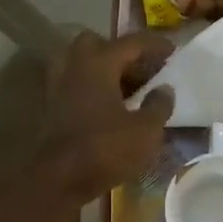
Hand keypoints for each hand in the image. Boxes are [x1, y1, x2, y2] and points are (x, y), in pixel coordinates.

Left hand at [41, 30, 175, 200]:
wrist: (58, 179)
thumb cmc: (105, 150)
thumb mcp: (146, 131)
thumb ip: (159, 106)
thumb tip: (165, 90)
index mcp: (99, 63)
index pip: (131, 42)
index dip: (155, 45)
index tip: (173, 51)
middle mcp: (74, 66)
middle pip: (96, 43)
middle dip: (119, 52)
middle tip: (140, 70)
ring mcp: (57, 85)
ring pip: (79, 63)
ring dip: (101, 69)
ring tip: (122, 88)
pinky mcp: (50, 106)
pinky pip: (72, 84)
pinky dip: (88, 87)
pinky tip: (104, 106)